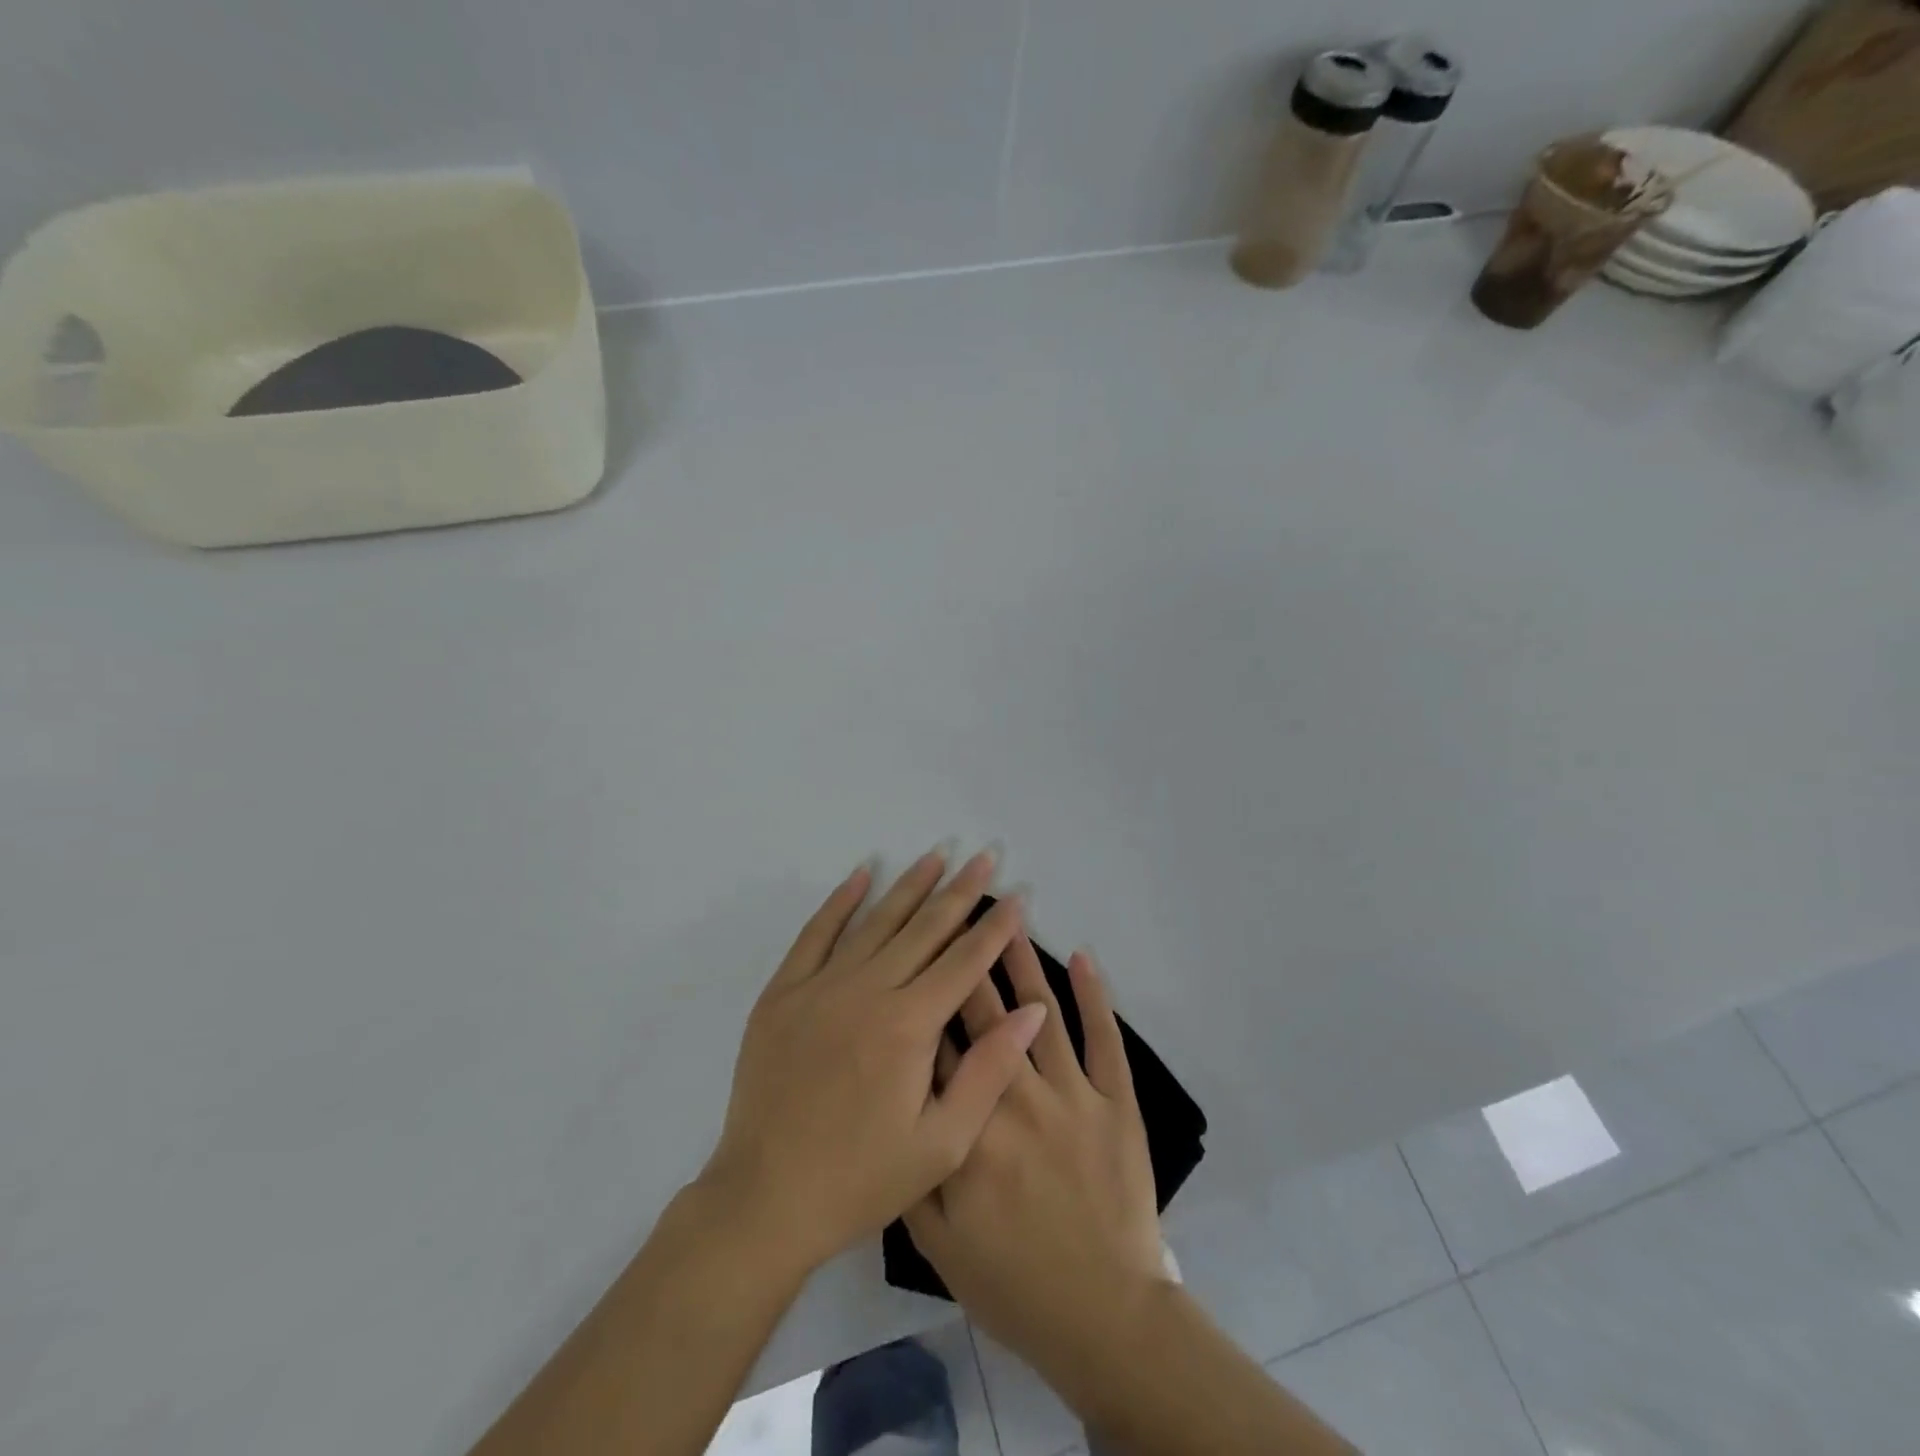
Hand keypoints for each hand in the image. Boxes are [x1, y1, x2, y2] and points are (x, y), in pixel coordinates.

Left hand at [700, 849, 1048, 1279]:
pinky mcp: (783, 993)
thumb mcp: (942, 1144)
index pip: (965, 960)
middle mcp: (868, 991)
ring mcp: (820, 986)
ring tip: (937, 855)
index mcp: (909, 1026)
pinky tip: (861, 874)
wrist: (765, 1199)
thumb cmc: (861, 1178)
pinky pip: (816, 933)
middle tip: (985, 856)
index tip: (1018, 894)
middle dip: (961, 891)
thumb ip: (988, 1071)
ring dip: (910, 885)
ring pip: (876, 921)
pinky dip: (840, 901)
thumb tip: (1030, 1010)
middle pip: (925, 928)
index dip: (996, 926)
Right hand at [904, 938, 1167, 1366]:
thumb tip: (895, 1103)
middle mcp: (1017, 1097)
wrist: (1102, 1318)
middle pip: (987, 1014)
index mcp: (970, 1129)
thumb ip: (913, 1169)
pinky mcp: (1115, 1101)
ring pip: (1040, 1011)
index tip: (918, 952)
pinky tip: (1082, 957)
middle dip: (969, 960)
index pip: (940, 1047)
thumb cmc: (1012, 1282)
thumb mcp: (938, 1243)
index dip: (928, 996)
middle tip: (960, 911)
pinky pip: (1104, 1038)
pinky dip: (1094, 995)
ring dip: (1022, 961)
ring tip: (1009, 918)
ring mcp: (1072, 1094)